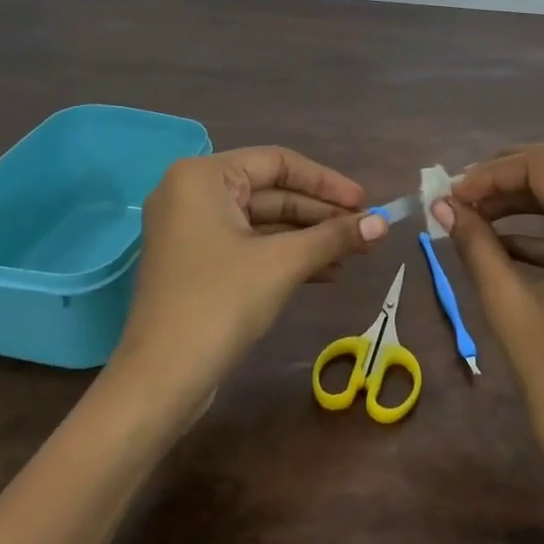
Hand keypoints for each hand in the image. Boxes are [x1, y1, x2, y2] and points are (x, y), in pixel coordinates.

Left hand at [117, 147, 387, 400]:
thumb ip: (334, 236)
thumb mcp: (283, 263)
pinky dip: (287, 256)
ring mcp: (193, 231)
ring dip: (310, 237)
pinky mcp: (199, 264)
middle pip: (272, 192)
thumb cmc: (220, 303)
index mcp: (203, 177)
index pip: (278, 163)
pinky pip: (251, 246)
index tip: (365, 203)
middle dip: (322, 214)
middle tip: (366, 231)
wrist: (161, 381)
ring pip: (265, 222)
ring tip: (356, 253)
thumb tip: (383, 224)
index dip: (326, 182)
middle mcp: (193, 194)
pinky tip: (328, 272)